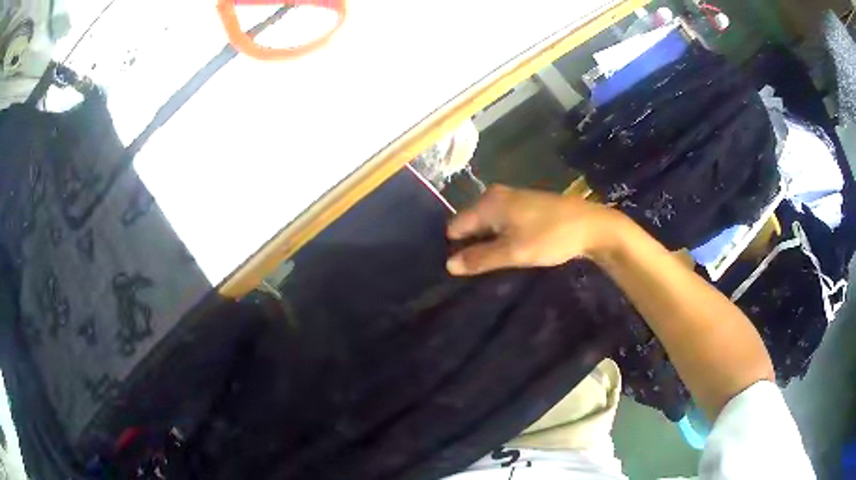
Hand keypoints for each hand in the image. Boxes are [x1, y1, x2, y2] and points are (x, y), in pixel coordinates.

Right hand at [446, 185, 622, 275]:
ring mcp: (511, 198)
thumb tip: (449, 265)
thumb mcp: (514, 252)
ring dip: (488, 243)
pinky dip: (501, 237)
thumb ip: (480, 259)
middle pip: (470, 224)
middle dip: (471, 246)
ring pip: (487, 225)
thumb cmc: (551, 237)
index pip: (455, 227)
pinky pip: (501, 223)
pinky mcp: (524, 205)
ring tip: (495, 264)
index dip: (455, 248)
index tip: (463, 269)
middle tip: (480, 270)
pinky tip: (511, 251)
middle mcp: (494, 195)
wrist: (591, 226)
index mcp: (488, 202)